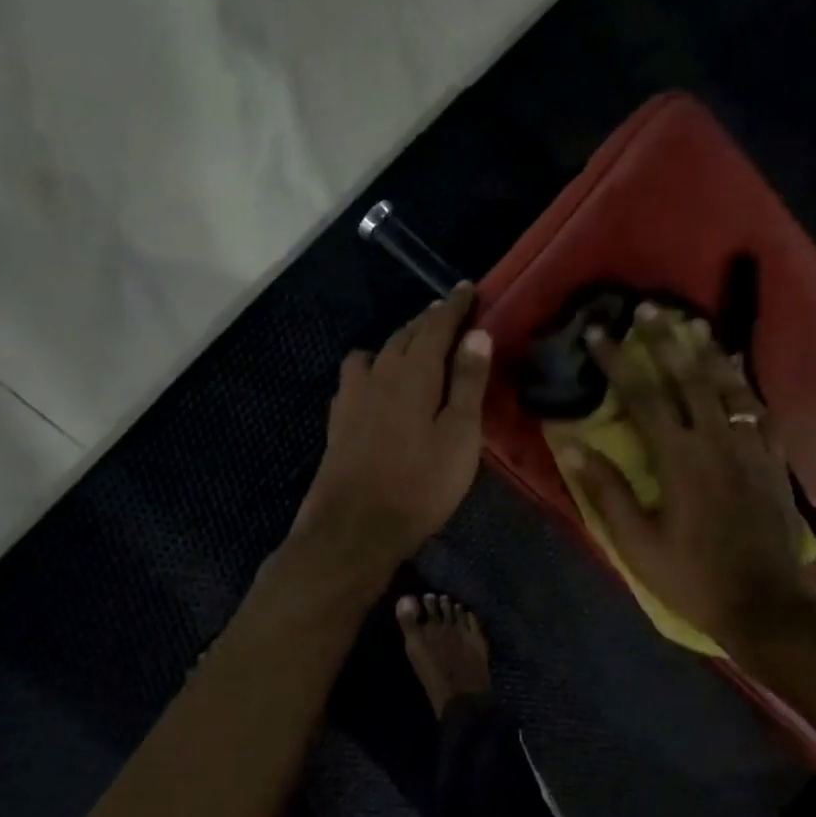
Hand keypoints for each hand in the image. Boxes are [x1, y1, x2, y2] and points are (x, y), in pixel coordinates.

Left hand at [295, 284, 492, 579]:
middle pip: (405, 335)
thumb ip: (468, 383)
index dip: (454, 306)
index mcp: (414, 373)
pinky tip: (377, 385)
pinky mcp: (339, 421)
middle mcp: (379, 374)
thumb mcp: (460, 436)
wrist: (354, 527)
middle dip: (428, 321)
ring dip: (399, 343)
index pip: (436, 326)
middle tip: (448, 315)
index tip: (469, 289)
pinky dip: (373, 368)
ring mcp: (353, 397)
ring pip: (378, 353)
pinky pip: (357, 377)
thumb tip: (476, 334)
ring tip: (415, 348)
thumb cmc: (420, 484)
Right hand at [564, 305, 813, 648]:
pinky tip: (736, 368)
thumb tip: (571, 446)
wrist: (766, 604)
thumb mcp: (638, 544)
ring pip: (728, 384)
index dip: (617, 361)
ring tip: (691, 321)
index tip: (598, 332)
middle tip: (648, 308)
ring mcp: (750, 446)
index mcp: (678, 459)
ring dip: (706, 350)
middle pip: (688, 377)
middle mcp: (717, 439)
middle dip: (665, 339)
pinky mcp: (773, 458)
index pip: (642, 396)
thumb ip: (606, 492)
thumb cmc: (693, 578)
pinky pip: (759, 407)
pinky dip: (743, 382)